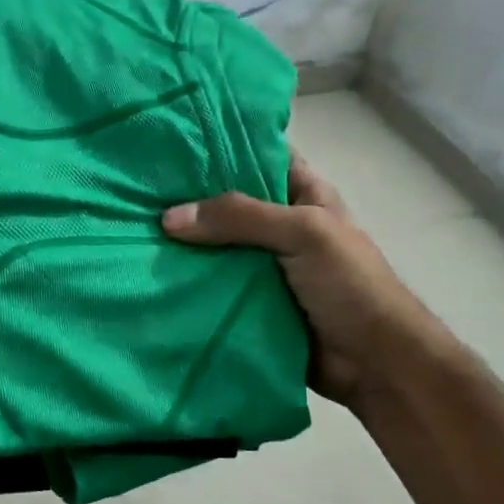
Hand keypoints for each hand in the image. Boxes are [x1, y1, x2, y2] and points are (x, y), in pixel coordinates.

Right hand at [162, 152, 443, 412]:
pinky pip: (212, 285)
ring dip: (182, 244)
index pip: (260, 154)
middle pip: (228, 203)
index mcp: (303, 194)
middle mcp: (279, 224)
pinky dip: (187, 282)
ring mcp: (263, 266)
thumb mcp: (304, 233)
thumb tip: (169, 218)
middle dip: (189, 197)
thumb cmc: (351, 285)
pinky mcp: (249, 302)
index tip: (172, 140)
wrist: (373, 364)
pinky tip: (149, 273)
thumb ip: (241, 218)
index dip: (222, 145)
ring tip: (130, 229)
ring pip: (214, 246)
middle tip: (137, 188)